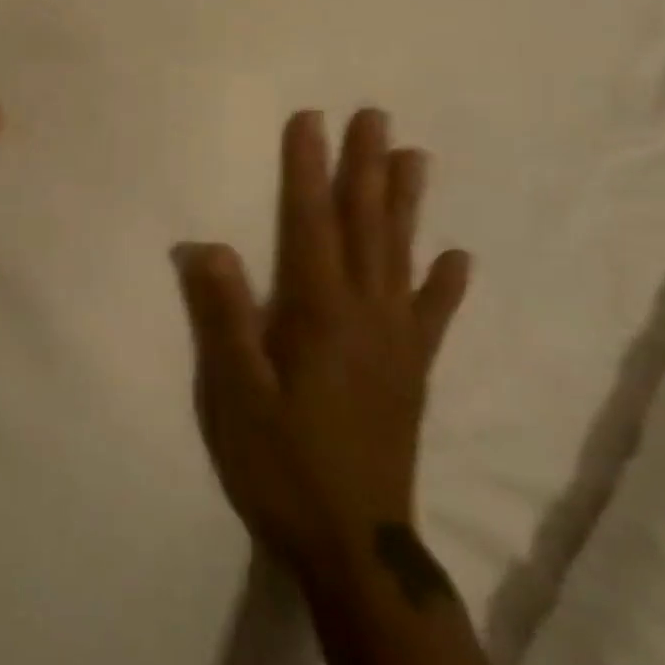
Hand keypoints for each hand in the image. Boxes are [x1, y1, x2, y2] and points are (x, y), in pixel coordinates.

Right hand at [174, 110, 470, 578]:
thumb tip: (206, 246)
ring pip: (401, 256)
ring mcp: (396, 340)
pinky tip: (458, 257)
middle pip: (365, 225)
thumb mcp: (236, 395)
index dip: (308, 168)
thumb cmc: (284, 464)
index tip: (311, 118)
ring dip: (406, 204)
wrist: (356, 547)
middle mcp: (364, 313)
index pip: (310, 222)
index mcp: (318, 311)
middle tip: (375, 117)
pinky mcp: (412, 371)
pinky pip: (432, 316)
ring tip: (416, 158)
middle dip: (366, 167)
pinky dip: (445, 284)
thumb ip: (224, 318)